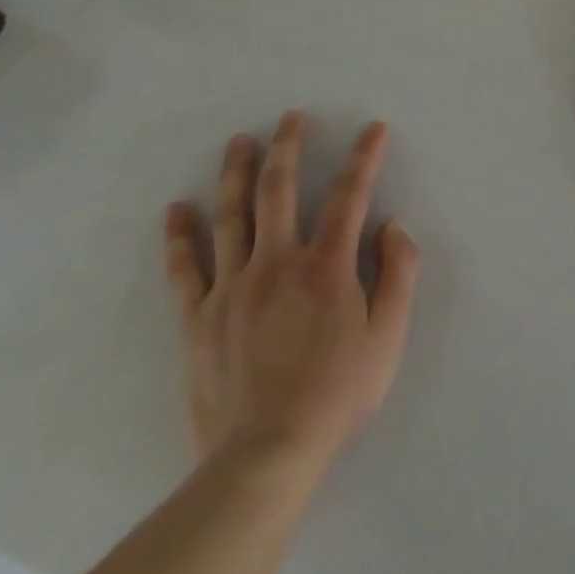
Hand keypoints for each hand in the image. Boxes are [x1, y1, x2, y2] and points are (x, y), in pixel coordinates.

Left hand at [163, 114, 419, 473]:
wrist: (264, 456)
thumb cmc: (337, 393)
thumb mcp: (388, 335)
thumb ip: (398, 273)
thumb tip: (393, 226)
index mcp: (326, 266)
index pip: (350, 195)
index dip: (364, 157)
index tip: (374, 129)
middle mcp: (277, 263)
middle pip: (279, 191)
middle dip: (288, 147)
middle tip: (290, 117)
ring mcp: (232, 288)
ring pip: (231, 217)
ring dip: (236, 174)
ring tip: (239, 142)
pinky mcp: (198, 318)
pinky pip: (185, 269)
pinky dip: (179, 237)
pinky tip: (176, 210)